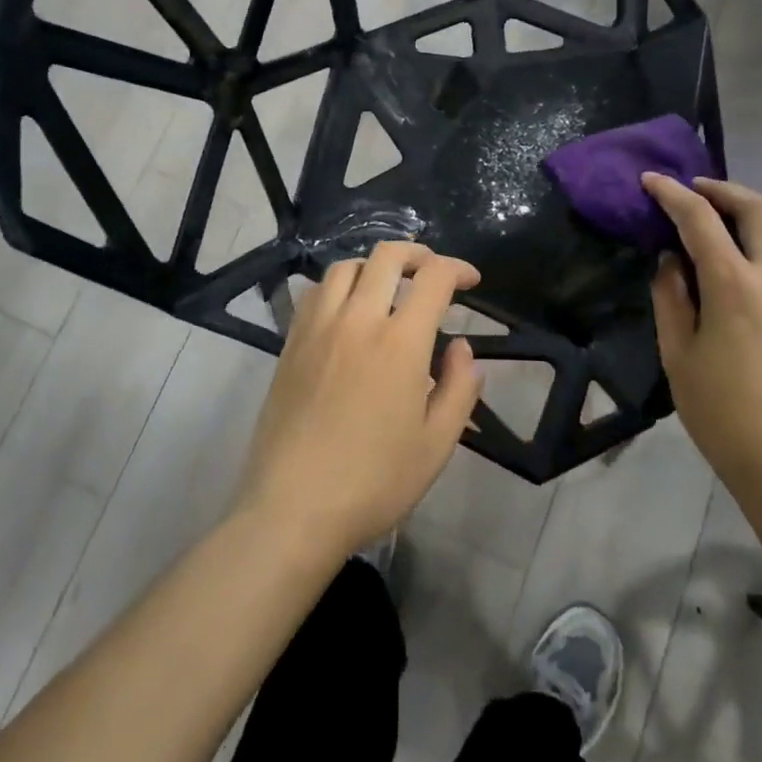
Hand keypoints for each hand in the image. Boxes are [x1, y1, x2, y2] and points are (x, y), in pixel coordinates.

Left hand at [236, 242, 483, 562]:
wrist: (293, 508)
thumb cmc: (374, 482)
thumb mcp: (437, 444)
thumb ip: (459, 387)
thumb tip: (462, 347)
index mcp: (400, 342)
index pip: (433, 278)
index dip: (458, 268)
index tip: (471, 280)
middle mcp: (358, 320)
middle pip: (386, 257)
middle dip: (418, 253)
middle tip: (432, 271)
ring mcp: (318, 328)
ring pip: (346, 267)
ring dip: (374, 266)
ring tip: (388, 286)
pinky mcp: (290, 343)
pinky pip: (315, 292)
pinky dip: (338, 285)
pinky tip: (346, 309)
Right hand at [642, 174, 761, 507]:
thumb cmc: (722, 412)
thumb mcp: (677, 354)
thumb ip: (671, 297)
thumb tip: (671, 260)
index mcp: (732, 285)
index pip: (699, 219)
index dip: (671, 194)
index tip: (651, 180)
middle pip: (756, 207)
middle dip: (720, 189)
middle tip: (694, 190)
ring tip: (737, 220)